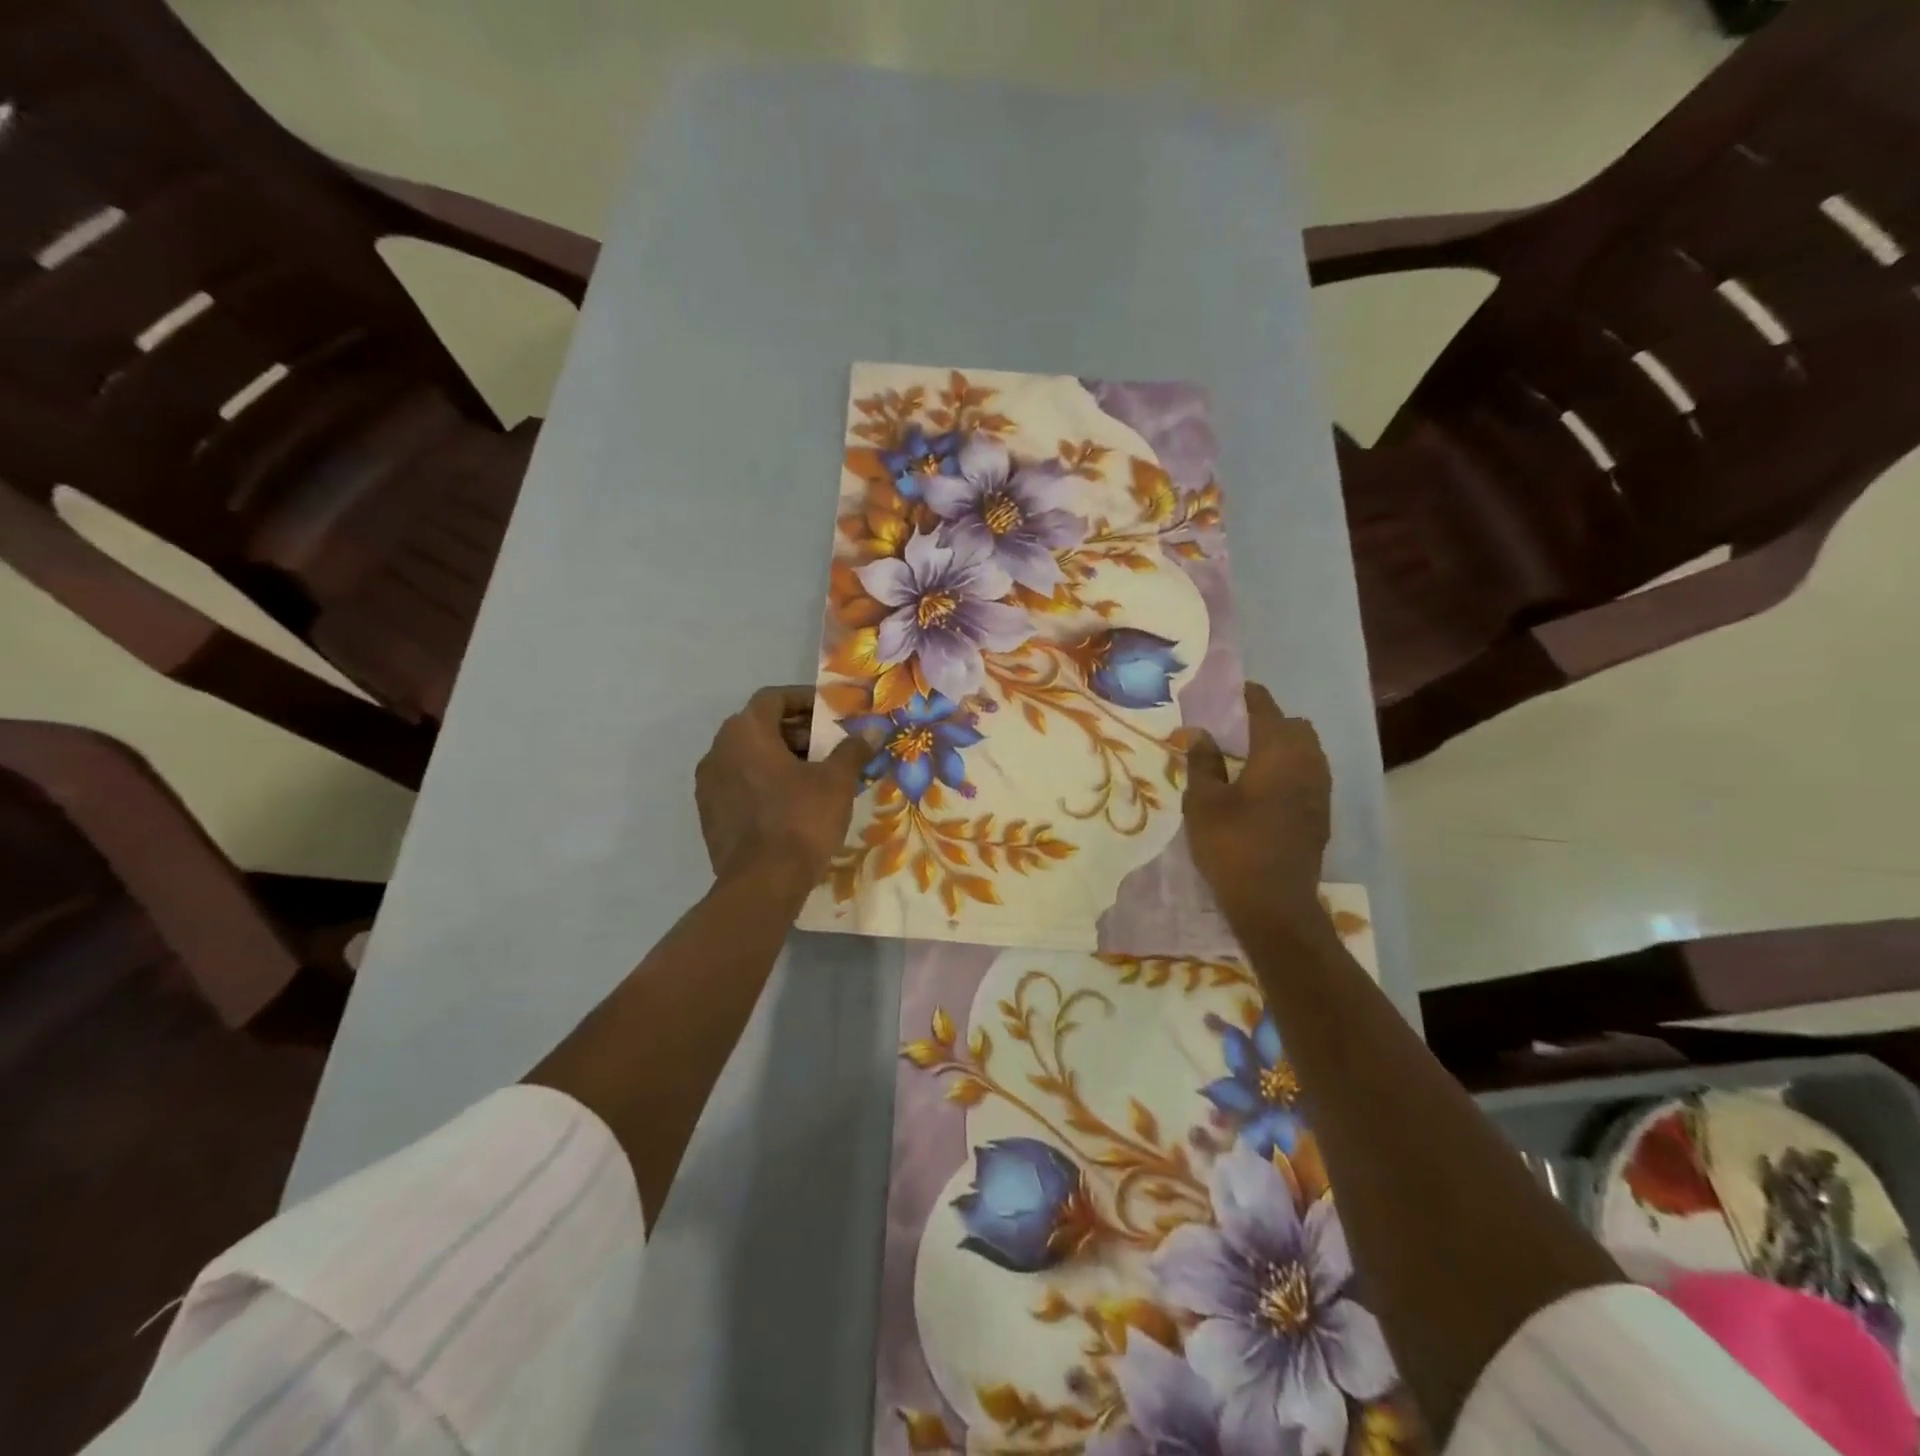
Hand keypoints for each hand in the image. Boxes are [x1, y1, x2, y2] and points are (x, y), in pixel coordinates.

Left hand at [694, 686, 875, 893]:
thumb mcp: (836, 781)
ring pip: (748, 757)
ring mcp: (709, 785)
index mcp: (745, 732)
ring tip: (815, 775)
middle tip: (828, 746)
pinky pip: (740, 785)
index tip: (830, 713)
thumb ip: (853, 749)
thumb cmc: (801, 819)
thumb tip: (874, 728)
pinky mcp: (710, 815)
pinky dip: (764, 783)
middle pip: (759, 727)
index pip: (773, 698)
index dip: (804, 700)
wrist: (762, 883)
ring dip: (780, 758)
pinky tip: (792, 803)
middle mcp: (718, 751)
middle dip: (796, 731)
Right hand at [1184, 682, 1332, 933]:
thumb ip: (1203, 762)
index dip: (1249, 696)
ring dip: (1283, 745)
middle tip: (1236, 728)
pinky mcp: (1321, 814)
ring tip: (1249, 756)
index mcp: (1278, 753)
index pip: (1266, 709)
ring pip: (1307, 751)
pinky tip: (1264, 787)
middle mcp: (1308, 764)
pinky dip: (1290, 768)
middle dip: (1270, 720)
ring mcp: (1320, 791)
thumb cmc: (1231, 846)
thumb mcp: (1204, 802)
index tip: (1232, 689)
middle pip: (1295, 727)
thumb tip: (1200, 733)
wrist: (1273, 903)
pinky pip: (1309, 775)